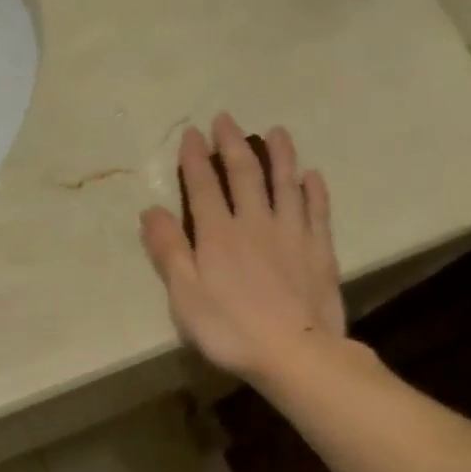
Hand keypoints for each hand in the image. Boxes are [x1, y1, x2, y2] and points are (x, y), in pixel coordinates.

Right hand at [139, 114, 351, 385]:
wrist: (296, 353)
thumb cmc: (229, 329)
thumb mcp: (184, 294)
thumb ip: (168, 250)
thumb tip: (151, 210)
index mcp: (218, 234)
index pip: (203, 186)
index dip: (195, 158)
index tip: (192, 133)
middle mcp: (255, 223)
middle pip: (245, 175)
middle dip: (233, 144)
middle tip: (227, 118)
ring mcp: (292, 234)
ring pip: (285, 184)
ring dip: (280, 155)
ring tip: (277, 132)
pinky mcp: (319, 250)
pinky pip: (317, 211)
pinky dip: (313, 190)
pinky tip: (311, 176)